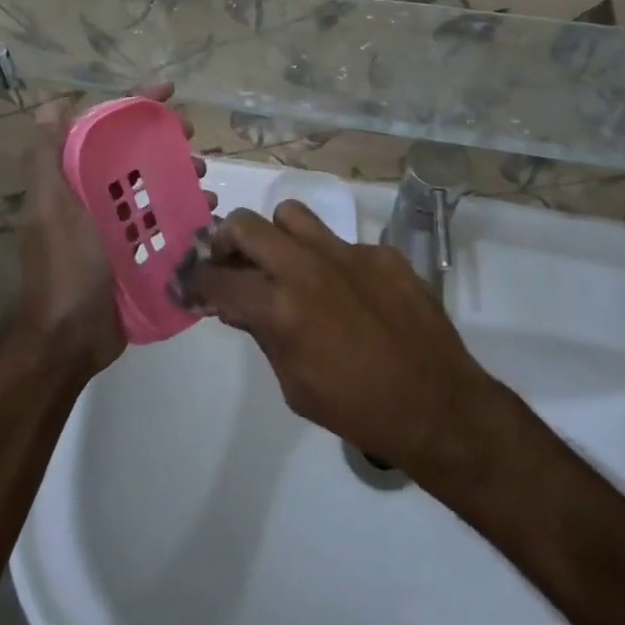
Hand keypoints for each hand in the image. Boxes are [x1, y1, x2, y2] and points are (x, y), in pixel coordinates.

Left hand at [11, 84, 212, 382]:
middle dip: (166, 140)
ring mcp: (117, 228)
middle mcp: (95, 198)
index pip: (106, 130)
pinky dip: (187, 215)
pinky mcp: (136, 254)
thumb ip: (47, 158)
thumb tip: (51, 103)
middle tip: (194, 138)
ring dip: (182, 178)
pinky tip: (208, 216)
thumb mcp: (51, 208)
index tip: (170, 92)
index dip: (135, 105)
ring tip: (206, 183)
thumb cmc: (63, 266)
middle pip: (136, 156)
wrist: (68, 339)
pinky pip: (166, 224)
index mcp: (74, 181)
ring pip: (155, 189)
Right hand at [175, 201, 494, 477]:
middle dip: (225, 240)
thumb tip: (236, 303)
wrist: (437, 405)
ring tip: (284, 263)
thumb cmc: (357, 408)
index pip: (218, 280)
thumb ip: (261, 332)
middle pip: (246, 225)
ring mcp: (348, 253)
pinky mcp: (381, 253)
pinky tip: (346, 294)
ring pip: (292, 215)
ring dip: (277, 236)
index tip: (187, 283)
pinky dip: (329, 261)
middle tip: (229, 260)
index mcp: (281, 307)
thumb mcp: (293, 384)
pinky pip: (340, 242)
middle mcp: (308, 267)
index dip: (194, 281)